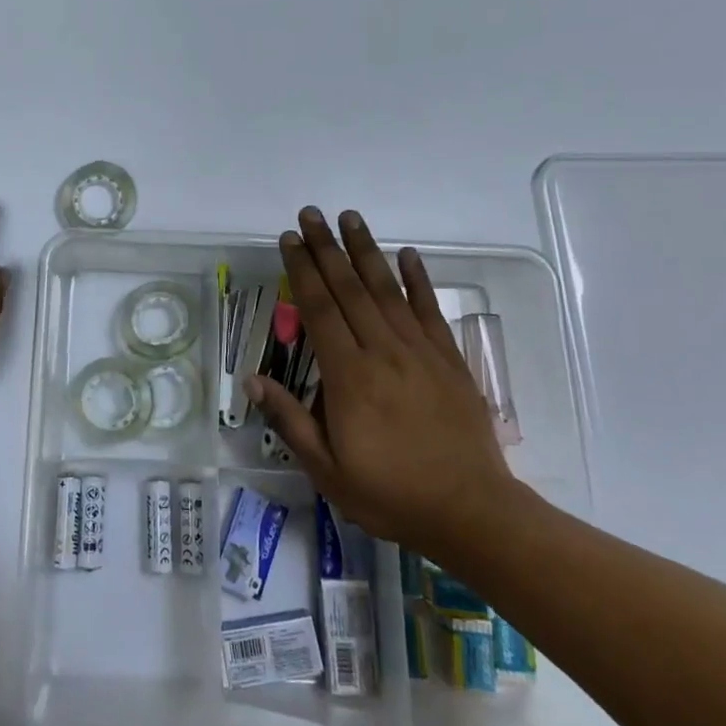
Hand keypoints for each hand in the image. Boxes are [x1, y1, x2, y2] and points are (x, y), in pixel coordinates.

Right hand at [252, 207, 513, 551]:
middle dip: (327, 247)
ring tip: (350, 217)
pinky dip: (419, 280)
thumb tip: (253, 379)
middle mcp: (383, 351)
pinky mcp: (449, 360)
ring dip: (366, 250)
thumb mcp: (327, 470)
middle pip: (349, 288)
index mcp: (349, 376)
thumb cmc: (391, 494)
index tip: (289, 239)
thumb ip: (290, 421)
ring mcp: (420, 352)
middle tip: (311, 213)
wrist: (472, 512)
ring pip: (387, 290)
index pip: (319, 309)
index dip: (302, 270)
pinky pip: (430, 310)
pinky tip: (408, 255)